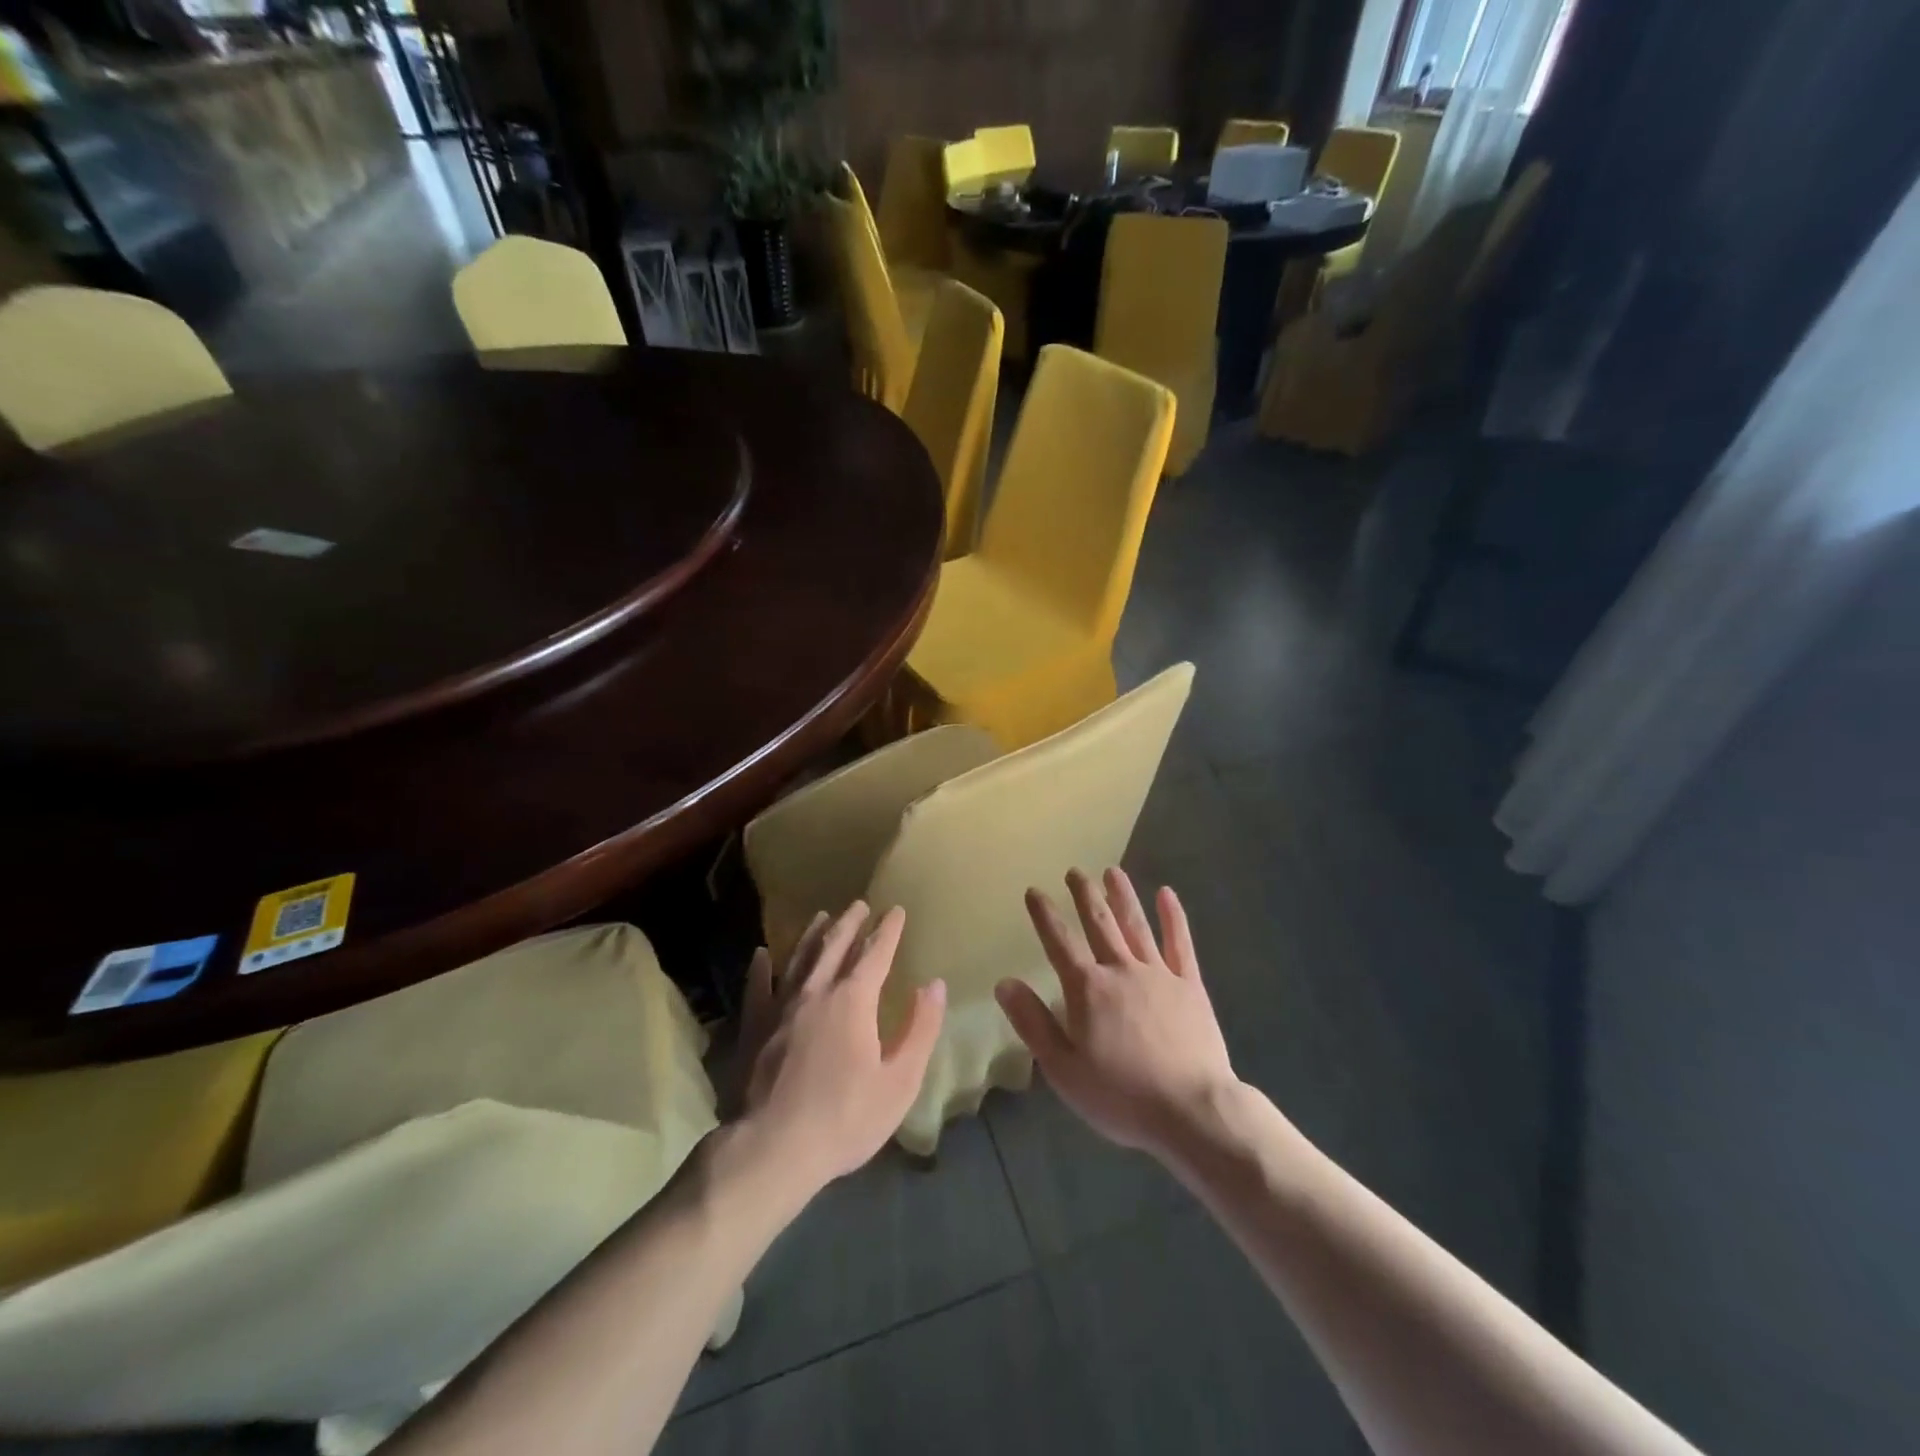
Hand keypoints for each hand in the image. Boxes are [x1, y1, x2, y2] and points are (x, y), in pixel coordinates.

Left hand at [734, 902, 945, 1194]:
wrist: (771, 1149)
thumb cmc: (845, 1118)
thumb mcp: (900, 1081)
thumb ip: (920, 1029)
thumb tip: (935, 986)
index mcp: (853, 1000)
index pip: (875, 953)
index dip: (887, 930)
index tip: (895, 910)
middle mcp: (816, 991)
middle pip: (835, 946)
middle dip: (850, 923)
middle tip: (859, 904)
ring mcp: (780, 1007)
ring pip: (799, 958)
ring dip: (812, 935)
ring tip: (822, 916)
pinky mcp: (753, 1027)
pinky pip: (757, 987)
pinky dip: (761, 968)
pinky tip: (761, 955)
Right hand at [997, 868, 1237, 1162]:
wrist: (1191, 1110)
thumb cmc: (1121, 1096)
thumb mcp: (1062, 1069)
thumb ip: (1033, 1022)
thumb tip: (1004, 982)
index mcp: (1087, 989)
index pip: (1059, 942)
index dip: (1044, 915)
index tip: (1034, 891)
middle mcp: (1121, 970)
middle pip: (1099, 923)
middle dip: (1084, 895)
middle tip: (1075, 871)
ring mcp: (1159, 974)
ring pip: (1136, 925)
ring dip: (1122, 896)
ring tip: (1112, 871)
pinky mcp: (1190, 986)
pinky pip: (1180, 944)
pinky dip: (1173, 917)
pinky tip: (1167, 895)